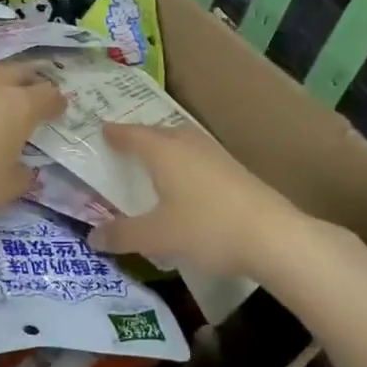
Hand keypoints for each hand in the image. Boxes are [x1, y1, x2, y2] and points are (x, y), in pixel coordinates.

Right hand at [87, 123, 297, 278]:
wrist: (273, 236)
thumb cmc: (206, 228)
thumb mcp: (157, 236)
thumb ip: (122, 234)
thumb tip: (92, 237)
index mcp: (163, 151)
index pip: (131, 135)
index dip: (114, 133)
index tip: (101, 129)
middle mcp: (188, 144)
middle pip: (158, 133)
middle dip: (139, 138)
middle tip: (123, 145)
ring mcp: (215, 154)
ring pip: (181, 143)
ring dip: (164, 149)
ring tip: (153, 161)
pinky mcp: (235, 170)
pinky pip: (198, 157)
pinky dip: (183, 163)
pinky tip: (186, 182)